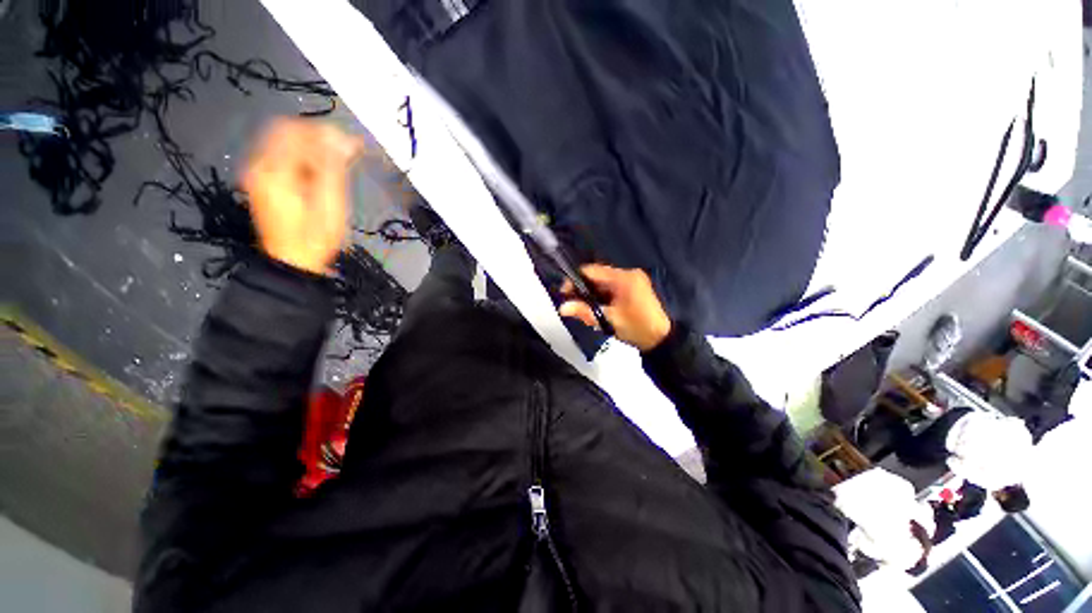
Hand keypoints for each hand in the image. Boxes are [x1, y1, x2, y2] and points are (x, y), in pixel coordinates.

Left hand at [242, 119, 363, 274]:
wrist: (293, 261)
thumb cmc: (315, 236)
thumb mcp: (330, 203)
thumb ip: (333, 168)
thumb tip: (342, 140)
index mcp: (274, 170)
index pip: (294, 131)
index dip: (324, 132)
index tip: (350, 143)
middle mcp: (260, 166)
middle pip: (285, 132)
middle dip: (317, 135)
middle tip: (344, 149)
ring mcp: (259, 174)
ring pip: (283, 142)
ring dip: (311, 145)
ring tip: (337, 159)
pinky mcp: (264, 182)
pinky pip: (282, 156)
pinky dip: (303, 156)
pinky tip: (322, 169)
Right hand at [558, 264, 671, 351]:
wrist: (662, 340)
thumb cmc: (637, 329)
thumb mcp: (609, 321)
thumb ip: (584, 312)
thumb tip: (562, 308)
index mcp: (623, 278)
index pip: (592, 271)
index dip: (575, 280)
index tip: (564, 293)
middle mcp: (628, 274)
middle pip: (597, 276)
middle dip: (583, 289)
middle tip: (573, 304)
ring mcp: (633, 280)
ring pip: (604, 282)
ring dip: (593, 293)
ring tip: (585, 308)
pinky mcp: (635, 287)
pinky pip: (612, 287)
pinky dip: (603, 296)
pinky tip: (599, 307)